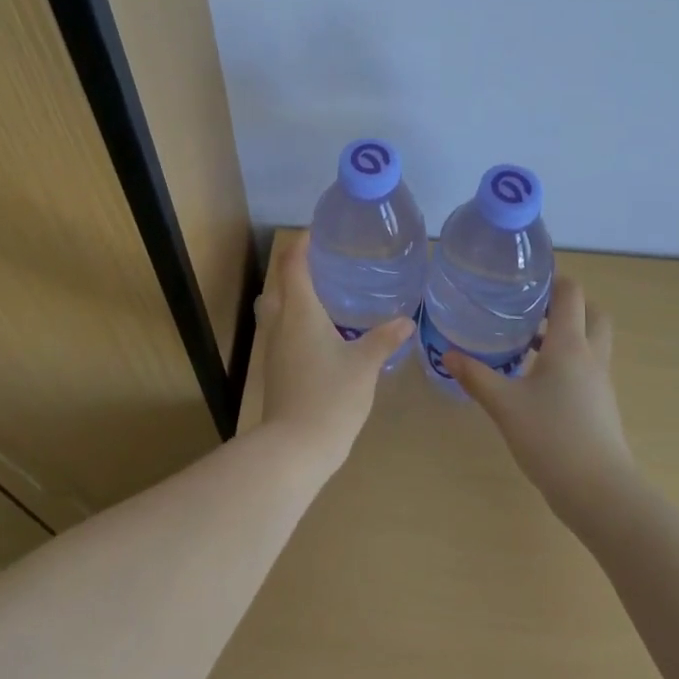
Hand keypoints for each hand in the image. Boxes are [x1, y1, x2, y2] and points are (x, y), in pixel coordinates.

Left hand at [251, 232, 414, 473]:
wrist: (295, 447)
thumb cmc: (330, 397)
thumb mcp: (364, 365)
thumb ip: (384, 339)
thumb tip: (406, 321)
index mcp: (299, 312)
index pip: (294, 265)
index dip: (302, 245)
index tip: (316, 231)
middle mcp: (280, 323)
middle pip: (279, 283)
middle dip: (295, 267)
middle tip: (323, 260)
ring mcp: (273, 347)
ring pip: (275, 307)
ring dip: (291, 293)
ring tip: (321, 291)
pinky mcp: (275, 367)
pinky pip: (280, 328)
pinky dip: (293, 317)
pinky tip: (318, 330)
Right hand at [446, 278, 634, 527]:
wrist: (600, 492)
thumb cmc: (552, 438)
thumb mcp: (505, 405)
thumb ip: (476, 376)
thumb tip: (448, 354)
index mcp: (570, 345)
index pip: (571, 293)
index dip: (553, 278)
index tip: (525, 277)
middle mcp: (591, 356)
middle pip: (592, 312)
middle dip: (567, 304)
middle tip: (532, 307)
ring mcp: (600, 382)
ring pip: (591, 341)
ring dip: (567, 333)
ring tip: (527, 340)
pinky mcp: (601, 405)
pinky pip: (587, 366)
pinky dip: (567, 360)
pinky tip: (536, 378)